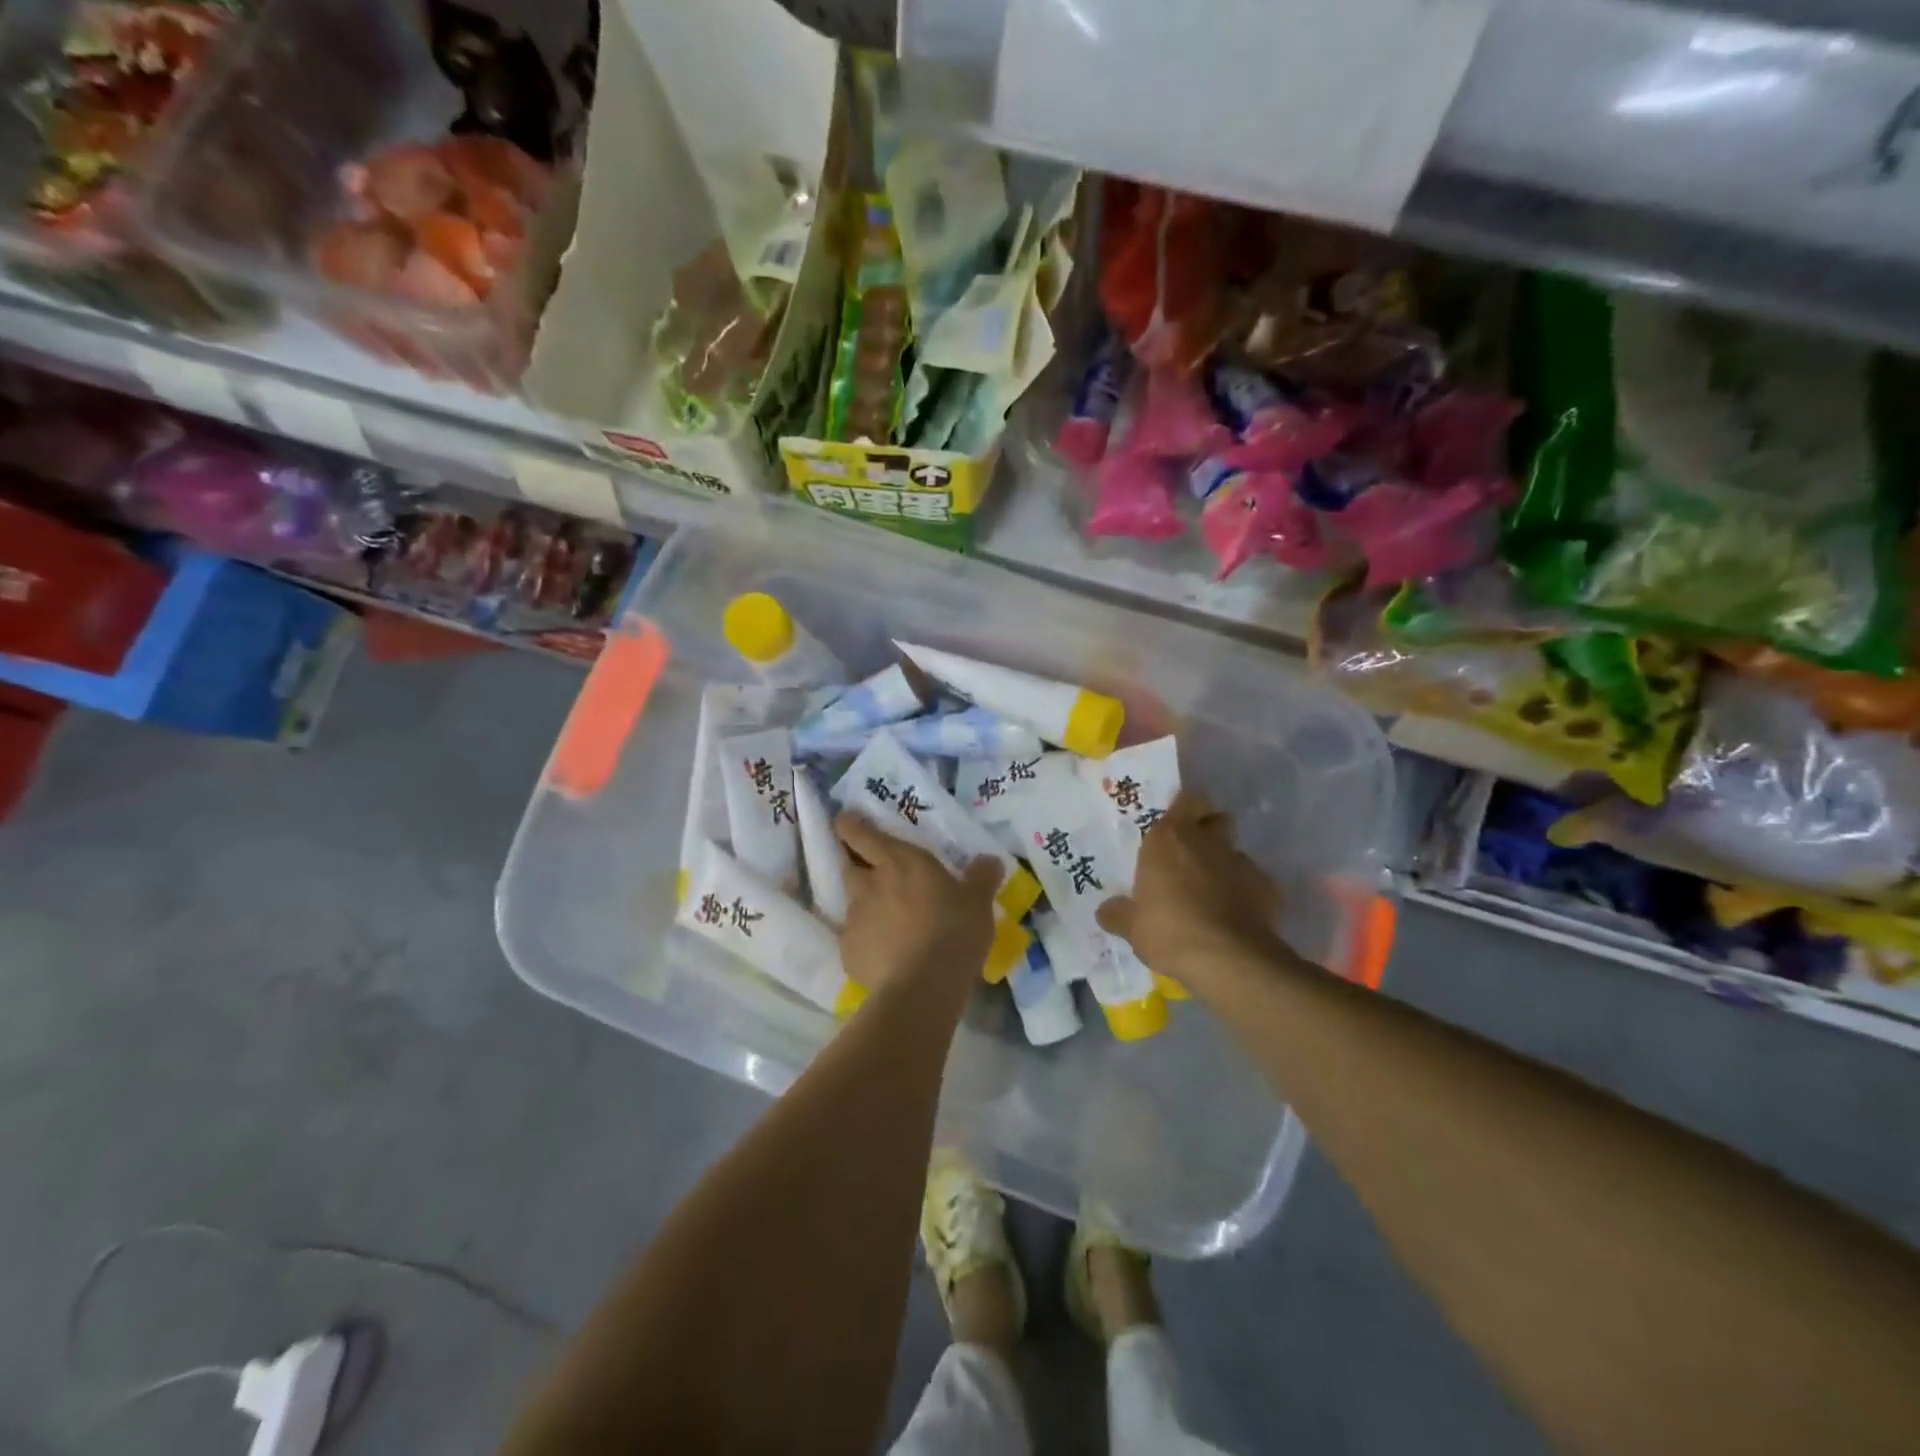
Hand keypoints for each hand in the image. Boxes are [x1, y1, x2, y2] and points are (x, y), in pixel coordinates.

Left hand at [834, 813, 1002, 1000]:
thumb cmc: (953, 931)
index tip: (848, 823)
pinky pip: (854, 940)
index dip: (849, 825)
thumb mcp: (978, 902)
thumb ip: (982, 877)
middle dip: (855, 865)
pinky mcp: (848, 952)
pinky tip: (884, 954)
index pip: (859, 832)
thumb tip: (990, 860)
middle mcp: (868, 883)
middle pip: (848, 865)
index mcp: (897, 861)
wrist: (923, 987)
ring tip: (886, 921)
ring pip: (852, 903)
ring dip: (865, 905)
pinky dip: (865, 941)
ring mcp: (854, 918)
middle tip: (873, 872)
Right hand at [1096, 788, 1284, 986]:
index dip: (1186, 808)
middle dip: (1207, 833)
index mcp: (1170, 838)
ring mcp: (1241, 862)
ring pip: (1234, 853)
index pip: (1188, 798)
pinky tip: (1234, 917)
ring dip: (1224, 866)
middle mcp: (1207, 841)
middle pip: (1215, 820)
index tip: (1178, 823)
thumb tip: (1106, 912)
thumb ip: (1118, 913)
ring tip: (1213, 894)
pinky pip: (1254, 883)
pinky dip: (1245, 894)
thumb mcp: (1131, 926)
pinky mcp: (1268, 888)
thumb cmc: (1168, 930)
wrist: (1227, 959)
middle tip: (1191, 858)